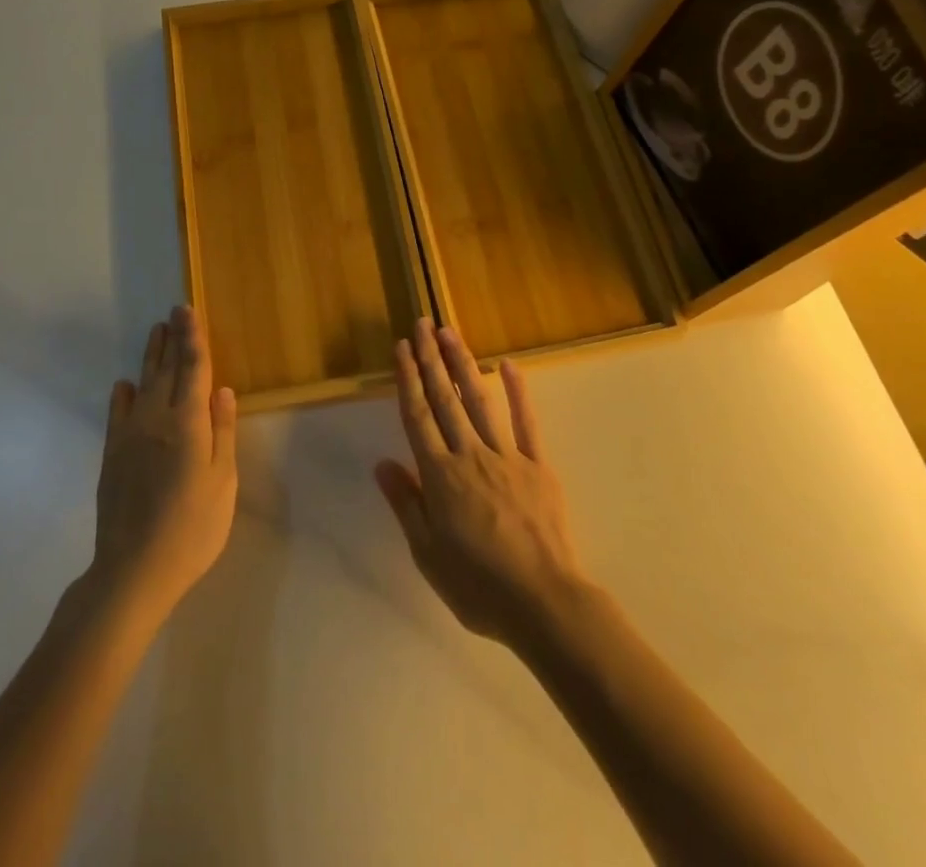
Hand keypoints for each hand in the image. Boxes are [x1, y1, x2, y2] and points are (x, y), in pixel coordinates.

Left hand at [89, 306, 237, 624]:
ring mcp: (130, 436)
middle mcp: (156, 419)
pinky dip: (122, 395)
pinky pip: (118, 414)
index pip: (193, 369)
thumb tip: (223, 390)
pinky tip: (124, 385)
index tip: (188, 311)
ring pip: (142, 385)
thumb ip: (222, 432)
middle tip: (174, 311)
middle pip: (166, 370)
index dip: (192, 338)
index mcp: (188, 423)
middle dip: (172, 339)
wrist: (134, 569)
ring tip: (155, 332)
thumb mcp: (222, 482)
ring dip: (150, 357)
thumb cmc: (192, 528)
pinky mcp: (112, 455)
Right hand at [375, 319, 587, 646]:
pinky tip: (509, 365)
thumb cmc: (478, 586)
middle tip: (422, 323)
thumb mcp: (428, 554)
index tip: (403, 347)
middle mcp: (469, 455)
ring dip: (463, 364)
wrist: (543, 602)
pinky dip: (518, 391)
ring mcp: (507, 456)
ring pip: (479, 400)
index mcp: (440, 476)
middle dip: (431, 359)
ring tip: (450, 332)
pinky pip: (526, 421)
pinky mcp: (537, 464)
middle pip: (445, 399)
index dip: (408, 379)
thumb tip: (382, 463)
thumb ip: (406, 504)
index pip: (418, 417)